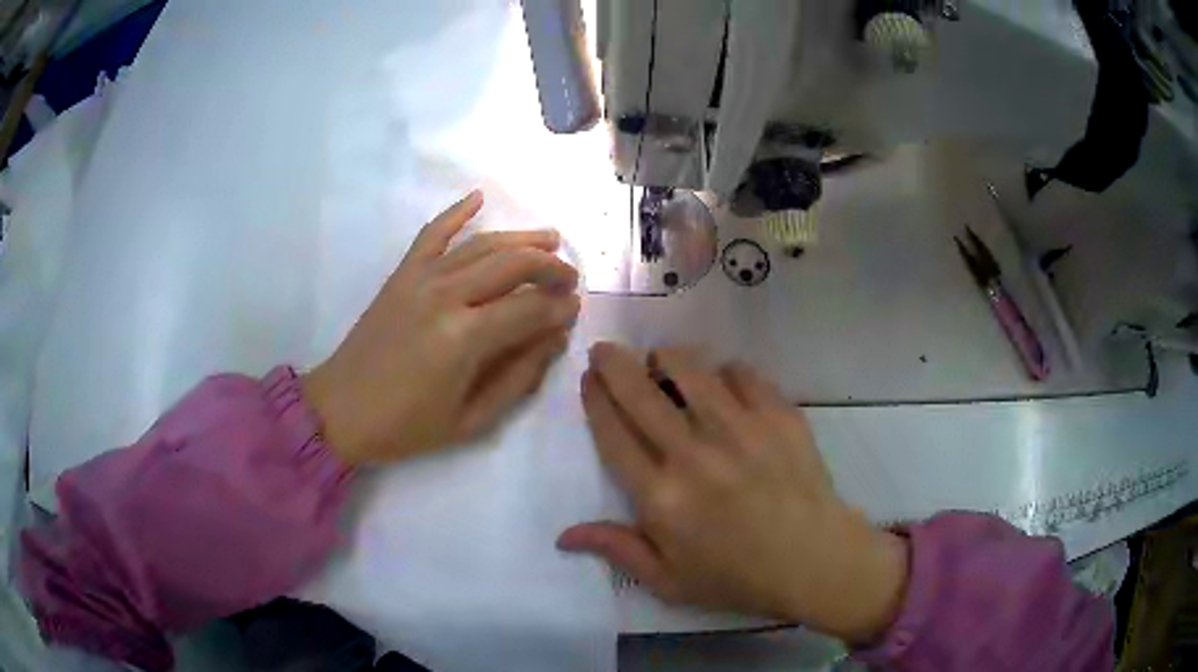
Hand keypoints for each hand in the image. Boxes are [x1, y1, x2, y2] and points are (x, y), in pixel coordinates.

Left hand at [303, 191, 580, 464]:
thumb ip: (519, 376)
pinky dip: (456, 212)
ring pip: (482, 245)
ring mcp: (421, 278)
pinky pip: (432, 233)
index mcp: (464, 338)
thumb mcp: (472, 419)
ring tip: (551, 239)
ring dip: (521, 238)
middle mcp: (446, 296)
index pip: (529, 308)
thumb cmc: (407, 425)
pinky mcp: (402, 274)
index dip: (559, 308)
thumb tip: (555, 337)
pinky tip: (479, 197)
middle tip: (570, 278)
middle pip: (512, 264)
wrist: (341, 409)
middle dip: (550, 266)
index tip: (575, 311)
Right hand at [558, 344, 909, 644]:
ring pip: (690, 369)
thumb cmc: (737, 577)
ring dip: (667, 358)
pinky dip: (724, 371)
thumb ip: (617, 551)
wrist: (813, 559)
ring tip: (663, 361)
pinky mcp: (778, 414)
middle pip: (640, 392)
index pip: (613, 433)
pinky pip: (741, 373)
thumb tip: (564, 535)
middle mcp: (694, 454)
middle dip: (614, 363)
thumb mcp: (669, 581)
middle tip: (605, 349)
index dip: (595, 399)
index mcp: (661, 497)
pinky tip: (723, 383)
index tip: (589, 378)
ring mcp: (740, 429)